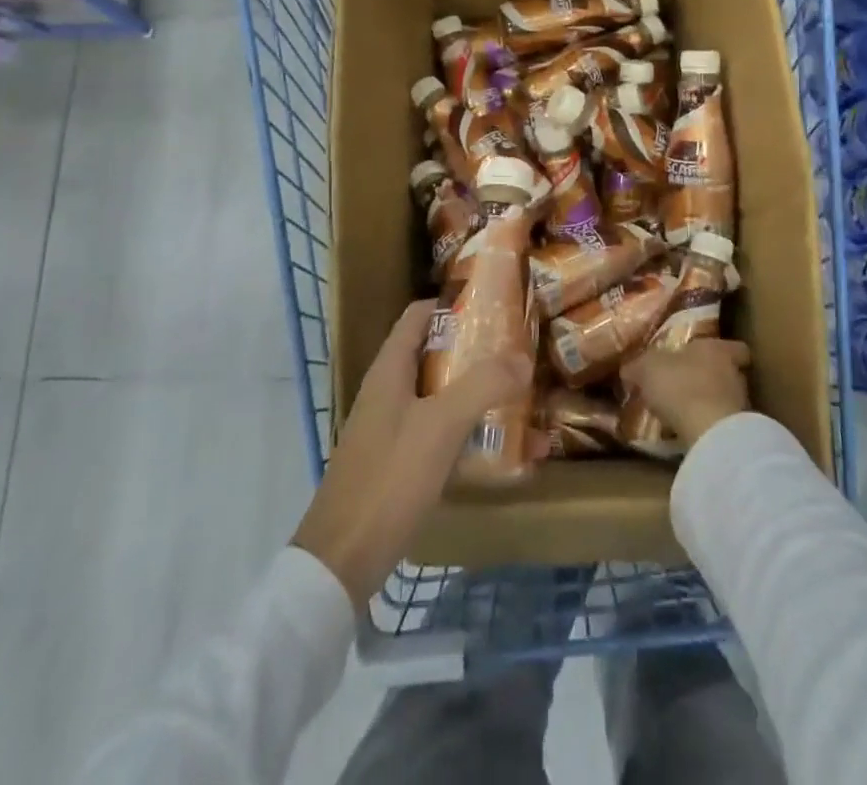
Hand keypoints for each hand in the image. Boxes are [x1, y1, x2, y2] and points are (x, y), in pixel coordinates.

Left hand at [291, 300, 530, 608]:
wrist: (343, 561)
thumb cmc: (389, 478)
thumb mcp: (441, 425)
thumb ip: (483, 385)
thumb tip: (523, 356)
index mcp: (390, 370)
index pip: (420, 316)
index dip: (454, 305)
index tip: (495, 307)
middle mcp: (389, 392)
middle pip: (436, 356)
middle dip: (478, 353)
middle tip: (520, 354)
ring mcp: (392, 430)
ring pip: (442, 398)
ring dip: (479, 396)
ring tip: (523, 399)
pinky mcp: (400, 466)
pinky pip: (442, 436)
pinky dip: (471, 435)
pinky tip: (506, 452)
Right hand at [620, 338, 751, 450]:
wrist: (709, 433)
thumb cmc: (680, 385)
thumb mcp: (647, 369)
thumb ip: (638, 366)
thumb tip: (628, 370)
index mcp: (717, 348)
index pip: (734, 347)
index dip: (723, 351)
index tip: (705, 357)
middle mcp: (734, 373)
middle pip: (727, 372)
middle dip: (707, 378)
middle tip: (684, 385)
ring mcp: (739, 404)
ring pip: (724, 399)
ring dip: (706, 403)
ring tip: (681, 412)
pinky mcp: (736, 433)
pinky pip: (719, 424)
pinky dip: (705, 426)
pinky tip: (686, 431)